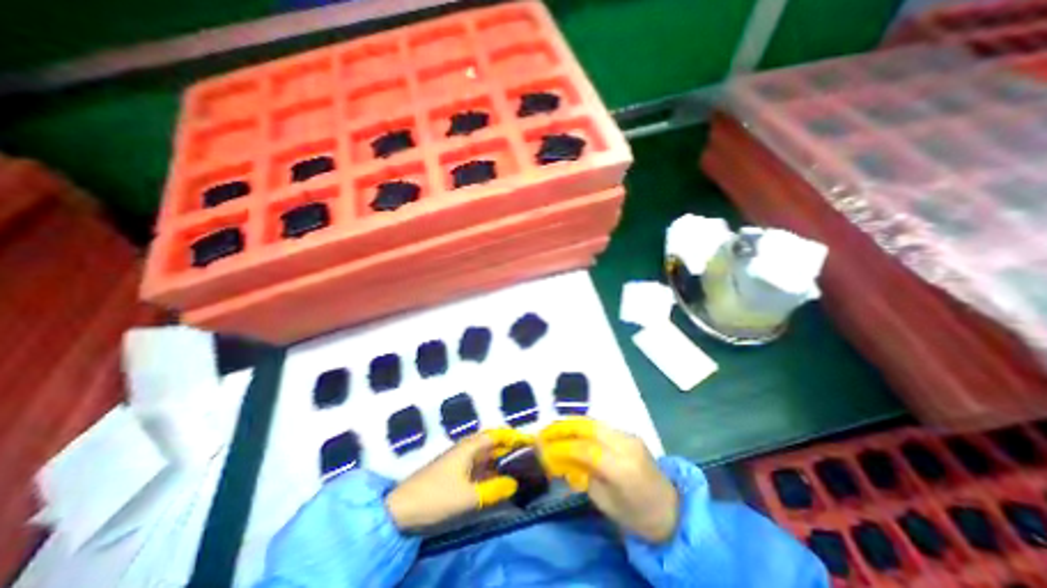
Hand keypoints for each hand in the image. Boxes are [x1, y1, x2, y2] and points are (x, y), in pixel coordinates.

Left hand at [383, 426, 532, 533]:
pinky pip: (479, 469)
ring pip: (486, 457)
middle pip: (492, 444)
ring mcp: (460, 462)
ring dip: (501, 462)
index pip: (496, 435)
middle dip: (510, 449)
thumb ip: (494, 489)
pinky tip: (499, 482)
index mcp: (469, 447)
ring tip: (519, 469)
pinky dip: (491, 472)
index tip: (530, 441)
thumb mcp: (468, 497)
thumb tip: (514, 483)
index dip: (513, 436)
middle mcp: (466, 449)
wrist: (401, 511)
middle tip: (529, 457)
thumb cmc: (436, 497)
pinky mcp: (455, 474)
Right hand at [539, 419, 679, 541]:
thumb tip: (561, 461)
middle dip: (563, 428)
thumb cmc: (637, 516)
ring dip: (571, 424)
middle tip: (544, 431)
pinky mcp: (630, 434)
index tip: (542, 448)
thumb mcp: (605, 504)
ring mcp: (629, 436)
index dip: (562, 447)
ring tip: (553, 429)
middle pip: (589, 428)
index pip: (586, 449)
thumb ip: (583, 478)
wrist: (672, 510)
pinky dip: (583, 428)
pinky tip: (571, 432)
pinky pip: (601, 427)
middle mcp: (626, 445)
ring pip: (594, 423)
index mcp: (622, 468)